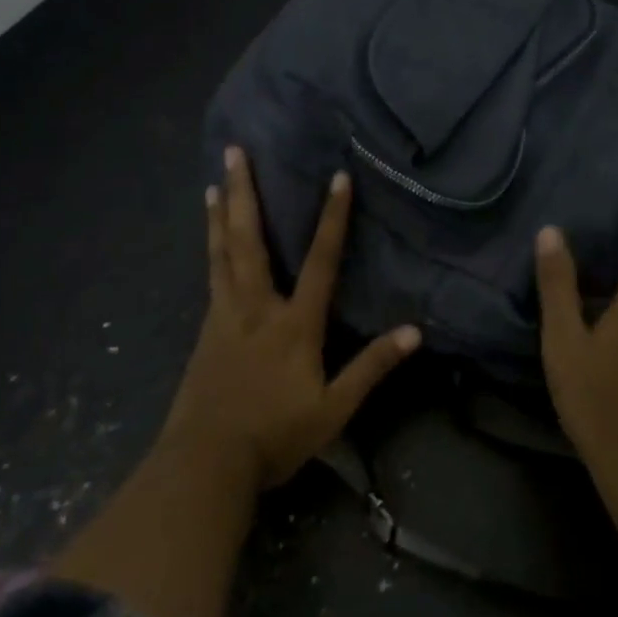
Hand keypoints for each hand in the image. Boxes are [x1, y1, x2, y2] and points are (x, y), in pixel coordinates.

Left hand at [164, 146, 421, 488]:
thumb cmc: (274, 435)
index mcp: (293, 324)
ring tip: (214, 181)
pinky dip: (211, 247)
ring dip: (220, 214)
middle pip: (249, 241)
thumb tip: (414, 332)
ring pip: (222, 253)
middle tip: (235, 151)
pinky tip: (211, 240)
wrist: (203, 465)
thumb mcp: (333, 409)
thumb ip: (372, 367)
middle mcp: (256, 307)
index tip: (338, 177)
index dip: (332, 219)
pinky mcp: (205, 332)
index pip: (320, 261)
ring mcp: (224, 317)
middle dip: (245, 193)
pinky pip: (211, 276)